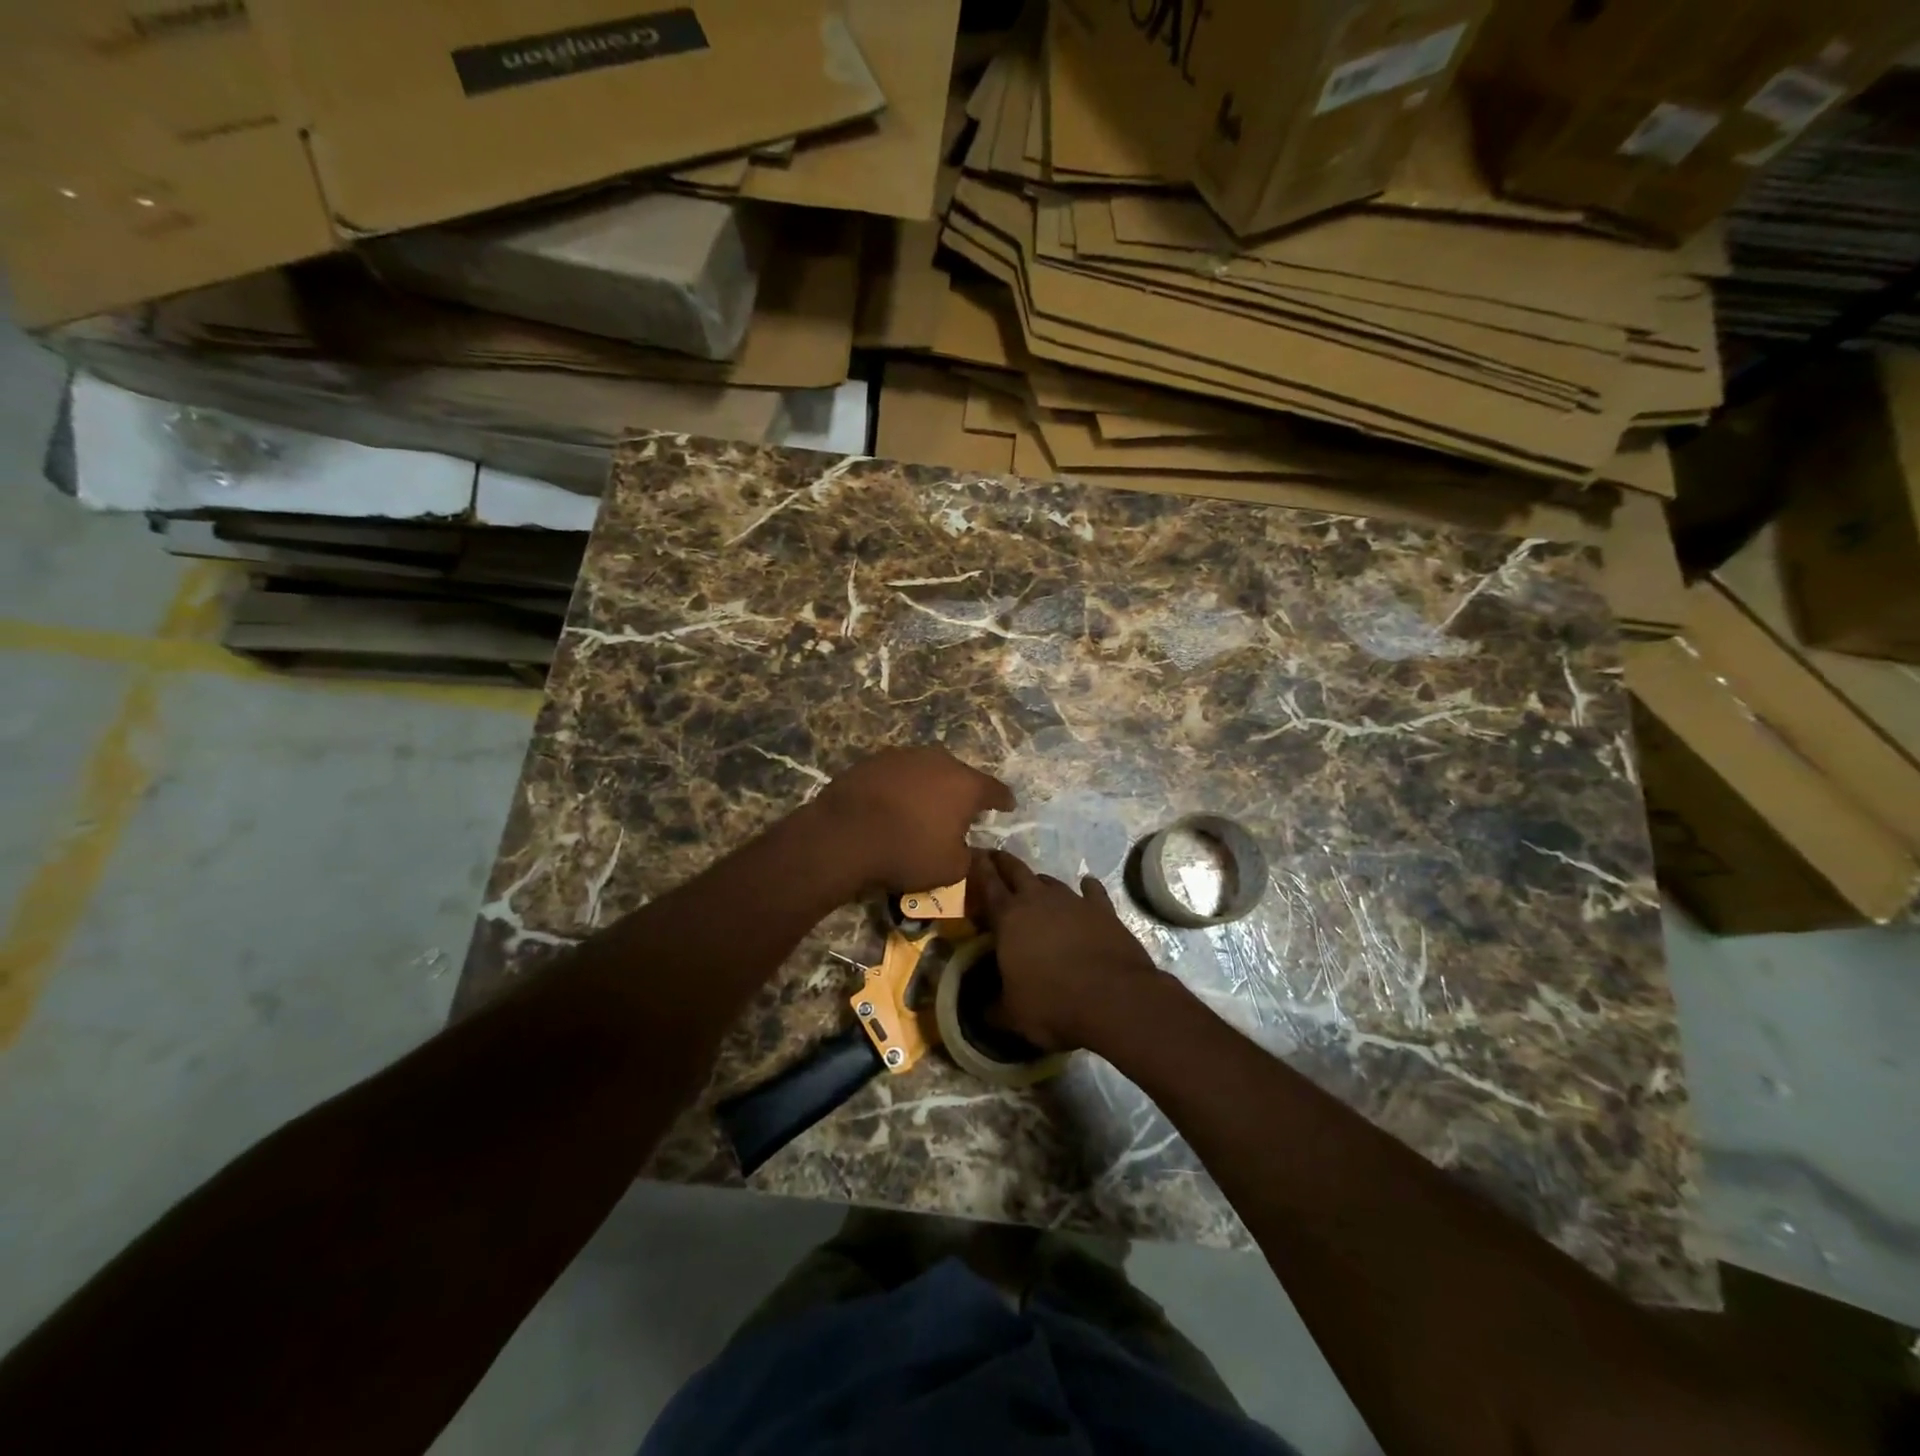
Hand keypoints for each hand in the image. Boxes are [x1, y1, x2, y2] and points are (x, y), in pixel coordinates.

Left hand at [812, 748, 1014, 895]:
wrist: (844, 835)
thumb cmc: (907, 852)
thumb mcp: (951, 868)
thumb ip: (970, 857)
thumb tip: (972, 849)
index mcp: (966, 784)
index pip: (996, 790)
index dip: (1004, 800)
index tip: (1008, 806)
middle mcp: (940, 761)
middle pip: (960, 775)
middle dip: (963, 792)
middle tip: (961, 811)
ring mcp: (905, 756)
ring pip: (928, 770)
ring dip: (930, 786)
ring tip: (925, 806)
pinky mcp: (874, 760)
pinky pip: (898, 773)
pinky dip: (902, 786)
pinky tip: (894, 803)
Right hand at [970, 850, 1163, 1051]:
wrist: (1114, 998)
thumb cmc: (1053, 1004)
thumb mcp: (1013, 1015)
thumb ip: (994, 1008)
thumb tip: (982, 1011)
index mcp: (1009, 918)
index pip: (988, 886)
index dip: (978, 869)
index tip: (973, 855)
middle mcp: (1038, 900)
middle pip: (1017, 871)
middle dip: (1004, 863)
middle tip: (995, 856)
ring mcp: (1074, 901)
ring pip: (1051, 881)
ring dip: (1040, 881)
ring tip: (1035, 883)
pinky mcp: (1104, 910)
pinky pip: (1092, 892)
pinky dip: (1087, 888)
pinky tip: (1087, 886)